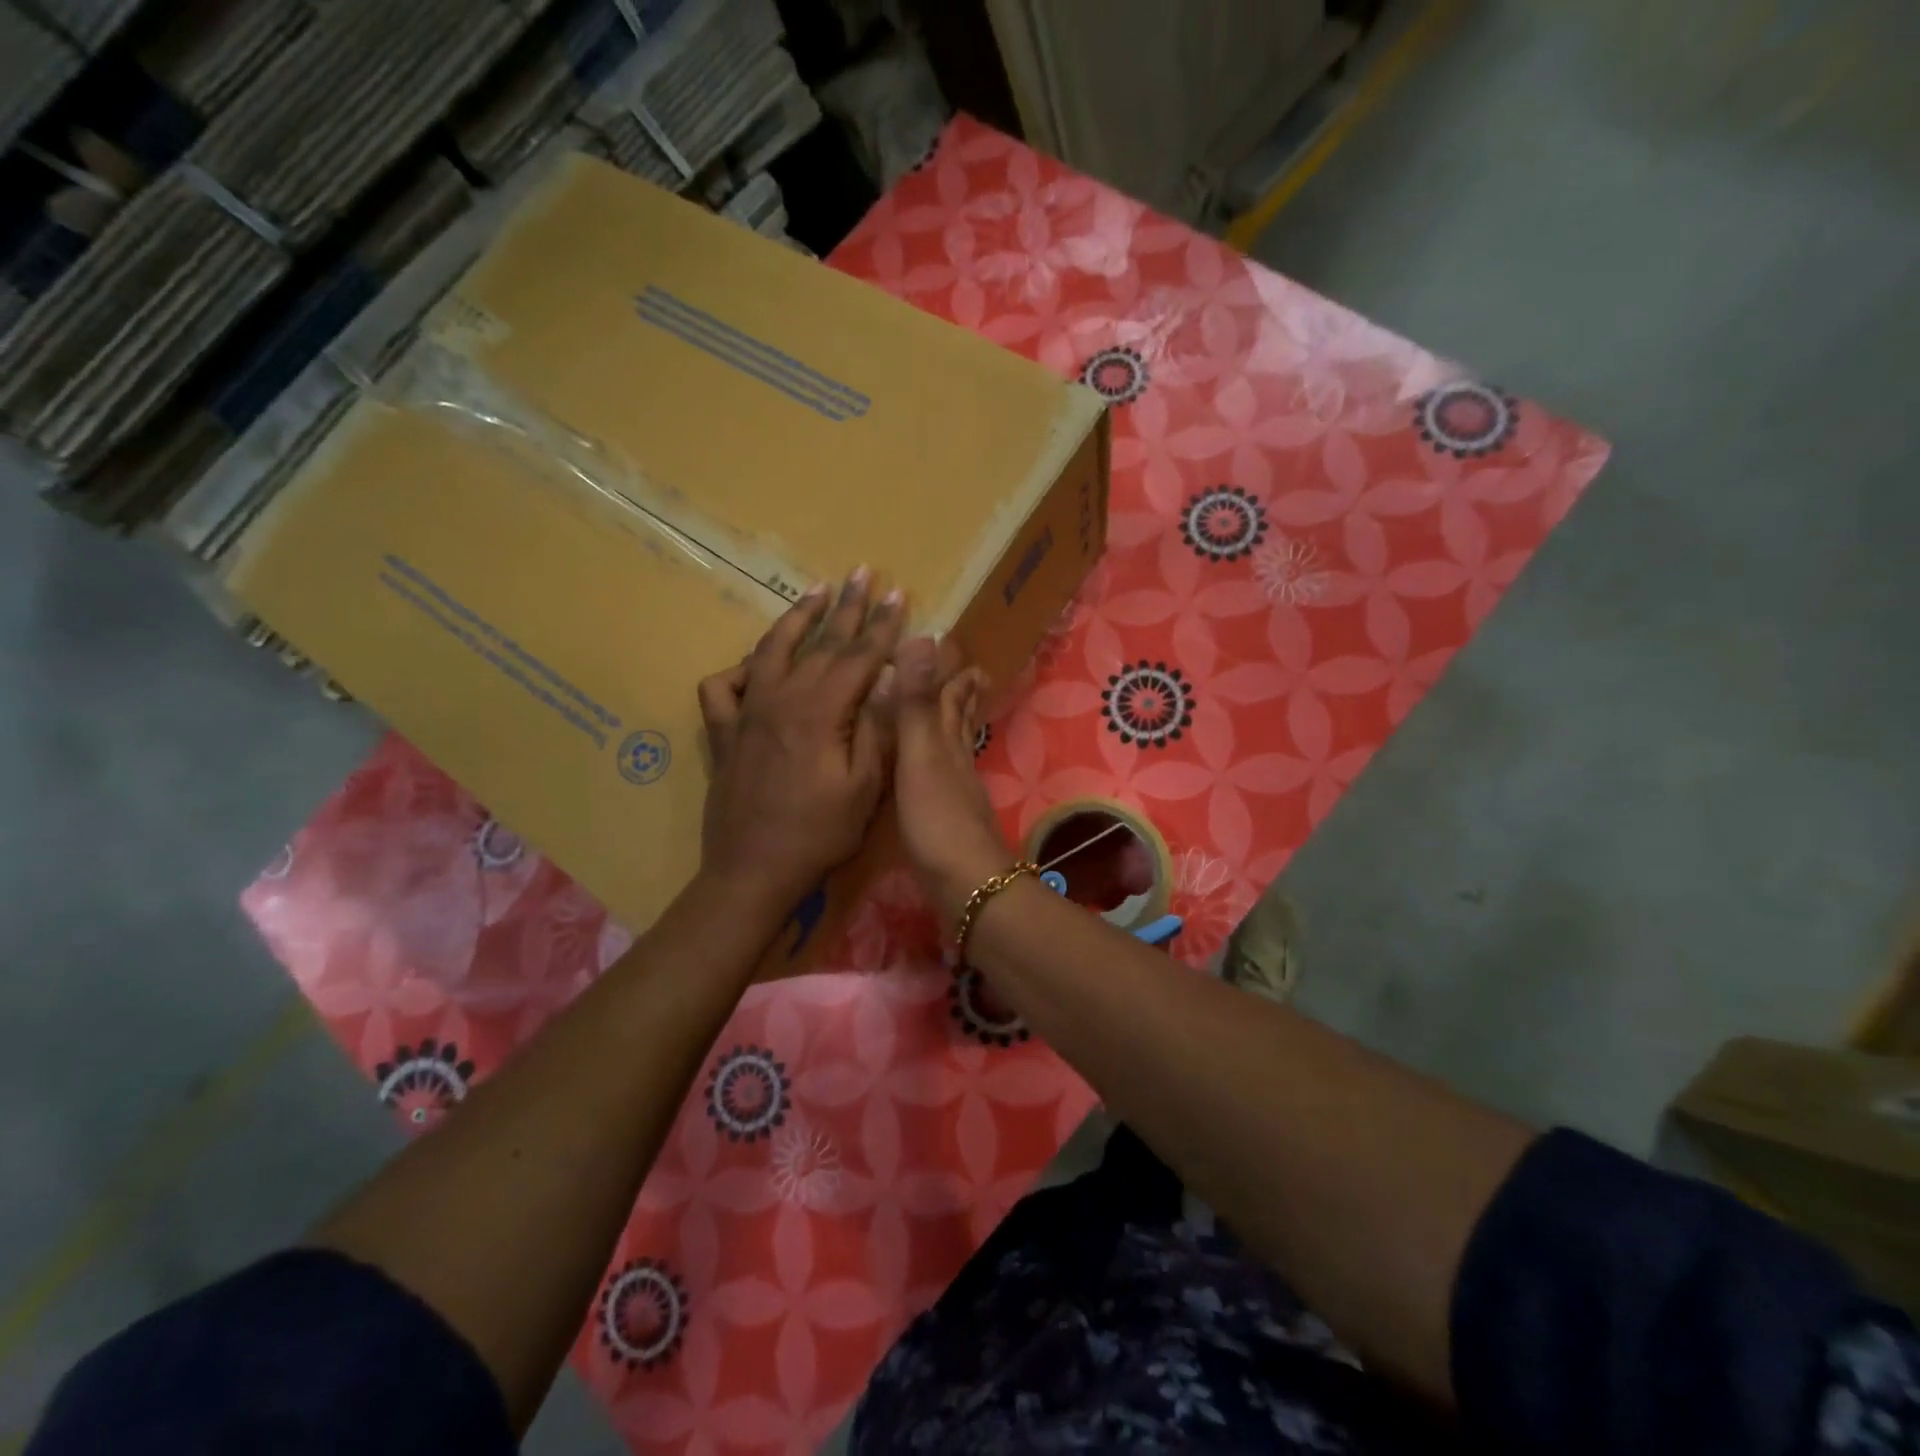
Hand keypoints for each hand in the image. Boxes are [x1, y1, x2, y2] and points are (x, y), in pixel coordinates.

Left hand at [697, 569, 903, 920]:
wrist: (753, 871)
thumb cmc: (819, 834)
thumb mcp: (865, 788)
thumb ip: (877, 728)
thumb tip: (891, 679)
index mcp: (821, 711)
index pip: (859, 655)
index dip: (882, 624)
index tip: (898, 593)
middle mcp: (781, 698)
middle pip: (820, 642)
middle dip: (845, 606)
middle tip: (861, 572)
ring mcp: (746, 712)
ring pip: (770, 649)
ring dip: (795, 618)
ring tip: (814, 593)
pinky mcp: (723, 731)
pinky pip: (723, 686)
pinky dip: (739, 669)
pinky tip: (754, 666)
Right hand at [890, 637, 1015, 928]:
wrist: (965, 885)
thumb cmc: (938, 819)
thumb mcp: (919, 756)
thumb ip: (916, 704)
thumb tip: (922, 638)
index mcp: (947, 743)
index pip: (951, 697)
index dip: (952, 673)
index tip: (953, 646)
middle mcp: (955, 762)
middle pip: (959, 721)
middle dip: (961, 695)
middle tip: (969, 671)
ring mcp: (955, 793)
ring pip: (954, 749)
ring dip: (952, 727)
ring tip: (952, 713)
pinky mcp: (947, 821)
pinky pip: (943, 779)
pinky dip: (939, 764)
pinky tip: (935, 775)